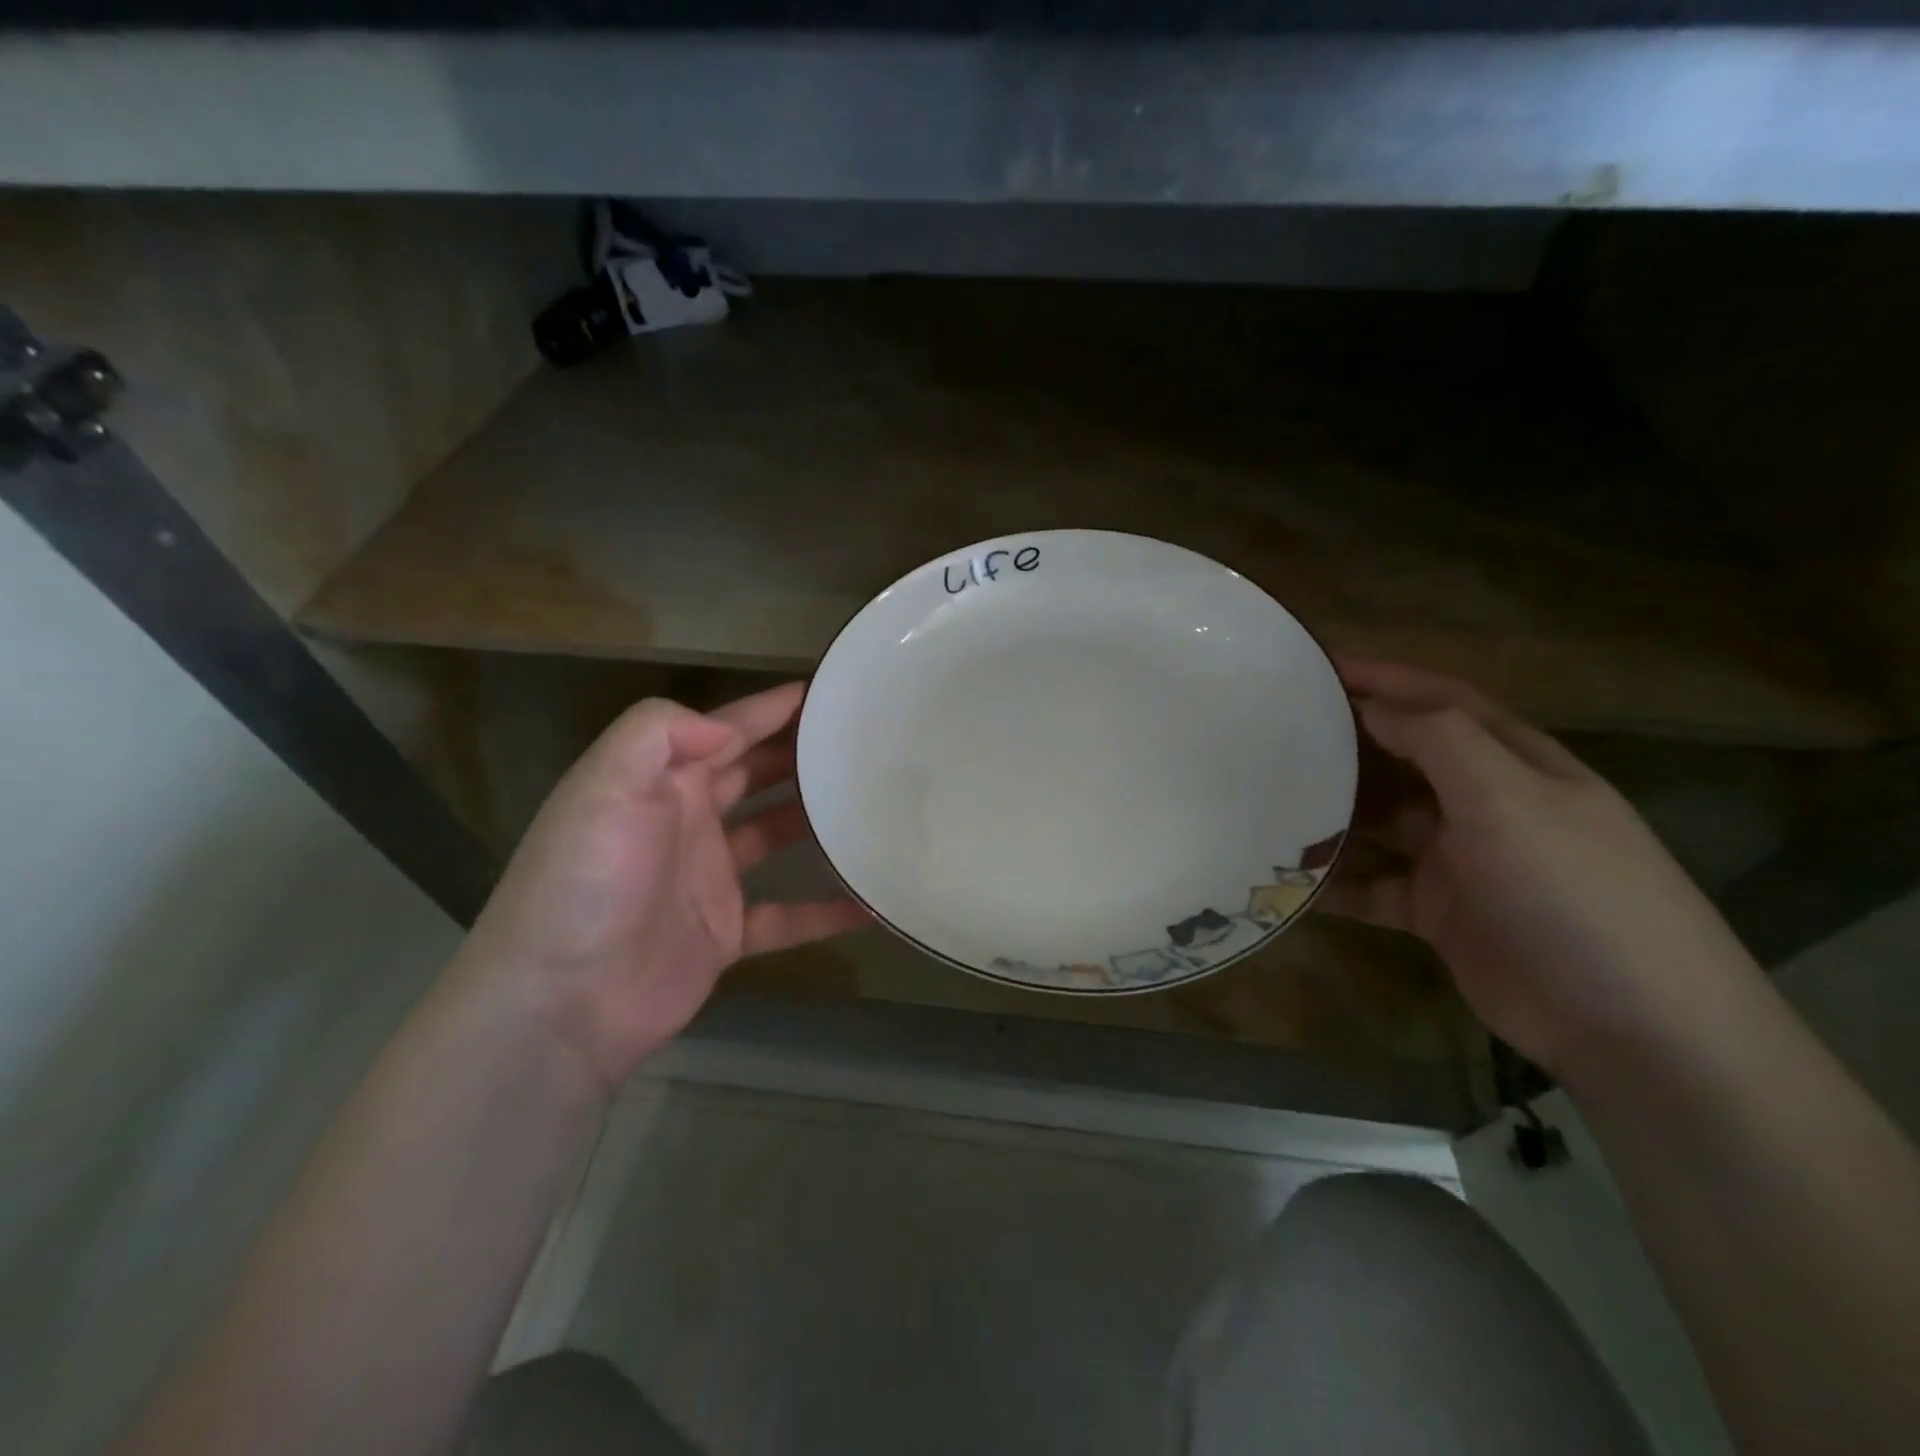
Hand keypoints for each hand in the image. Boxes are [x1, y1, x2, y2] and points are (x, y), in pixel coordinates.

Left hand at [456, 682, 865, 1089]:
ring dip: (817, 822)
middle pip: (756, 775)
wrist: (559, 1005)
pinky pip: (787, 915)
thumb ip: (657, 735)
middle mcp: (687, 821)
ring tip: (872, 806)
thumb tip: (726, 728)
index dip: (771, 709)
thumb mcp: (603, 787)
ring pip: (776, 837)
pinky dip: (825, 910)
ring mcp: (709, 879)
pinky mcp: (725, 934)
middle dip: (801, 755)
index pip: (725, 731)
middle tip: (860, 743)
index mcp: (660, 782)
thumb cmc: (584, 884)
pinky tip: (871, 904)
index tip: (827, 691)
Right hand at [1319, 660, 1760, 1078]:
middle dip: (1348, 739)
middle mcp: (1487, 804)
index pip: (1441, 701)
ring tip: (1269, 798)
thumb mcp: (1511, 801)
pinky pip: (1373, 887)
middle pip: (1405, 756)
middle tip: (1276, 730)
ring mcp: (1462, 861)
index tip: (1315, 665)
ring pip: (1381, 821)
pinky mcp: (1440, 913)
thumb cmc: (1573, 893)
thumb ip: (1440, 741)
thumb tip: (1373, 703)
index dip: (1383, 677)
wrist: (1633, 1029)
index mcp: (1516, 765)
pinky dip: (1334, 882)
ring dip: (1333, 811)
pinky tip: (1287, 879)